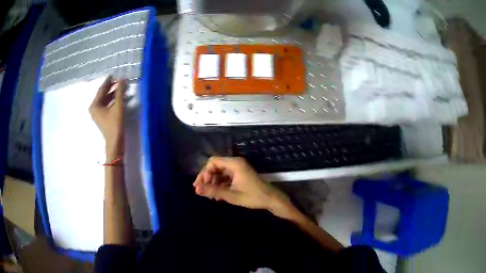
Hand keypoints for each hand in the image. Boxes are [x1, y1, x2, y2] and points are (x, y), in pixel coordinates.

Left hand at [89, 76, 125, 160]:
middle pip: (103, 94)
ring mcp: (98, 113)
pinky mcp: (102, 117)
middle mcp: (94, 108)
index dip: (109, 81)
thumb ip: (119, 92)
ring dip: (113, 93)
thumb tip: (122, 79)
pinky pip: (107, 105)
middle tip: (120, 80)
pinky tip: (120, 97)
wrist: (115, 142)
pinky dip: (113, 100)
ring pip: (105, 99)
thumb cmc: (115, 124)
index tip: (115, 73)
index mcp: (94, 105)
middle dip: (112, 87)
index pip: (102, 89)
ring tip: (122, 87)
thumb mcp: (118, 106)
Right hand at [193, 157, 298, 218]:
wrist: (271, 199)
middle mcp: (235, 163)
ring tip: (209, 196)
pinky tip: (217, 195)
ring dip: (213, 183)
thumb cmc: (253, 197)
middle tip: (201, 191)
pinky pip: (226, 177)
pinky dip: (220, 185)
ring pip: (220, 172)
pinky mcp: (240, 175)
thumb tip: (196, 190)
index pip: (213, 162)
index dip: (204, 172)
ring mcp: (238, 169)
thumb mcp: (231, 195)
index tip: (201, 185)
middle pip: (215, 166)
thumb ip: (213, 191)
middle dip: (207, 178)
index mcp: (234, 164)